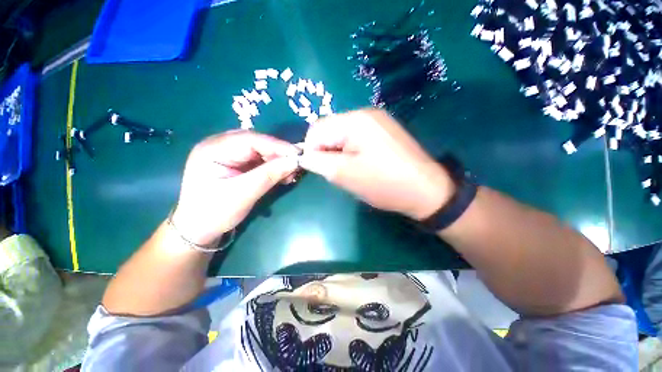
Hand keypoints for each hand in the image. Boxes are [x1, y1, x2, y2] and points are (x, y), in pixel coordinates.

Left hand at [172, 130, 299, 245]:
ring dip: (278, 160)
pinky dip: (273, 166)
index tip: (298, 155)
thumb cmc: (214, 213)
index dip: (276, 146)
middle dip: (278, 153)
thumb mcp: (243, 194)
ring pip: (260, 150)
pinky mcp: (236, 163)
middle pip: (256, 142)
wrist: (199, 228)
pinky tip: (283, 175)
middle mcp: (219, 145)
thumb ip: (269, 175)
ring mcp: (228, 154)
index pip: (250, 140)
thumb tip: (295, 162)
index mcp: (212, 149)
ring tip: (291, 173)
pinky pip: (259, 159)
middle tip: (296, 165)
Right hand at [300, 109, 454, 219]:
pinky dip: (351, 151)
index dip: (311, 149)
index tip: (319, 169)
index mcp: (355, 120)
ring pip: (342, 134)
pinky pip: (356, 138)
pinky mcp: (384, 131)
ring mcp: (377, 121)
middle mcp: (366, 113)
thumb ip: (319, 162)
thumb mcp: (346, 175)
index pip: (317, 128)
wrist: (426, 191)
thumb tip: (304, 156)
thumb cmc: (385, 184)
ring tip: (351, 170)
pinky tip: (362, 165)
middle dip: (326, 151)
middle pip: (330, 129)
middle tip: (337, 172)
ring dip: (338, 152)